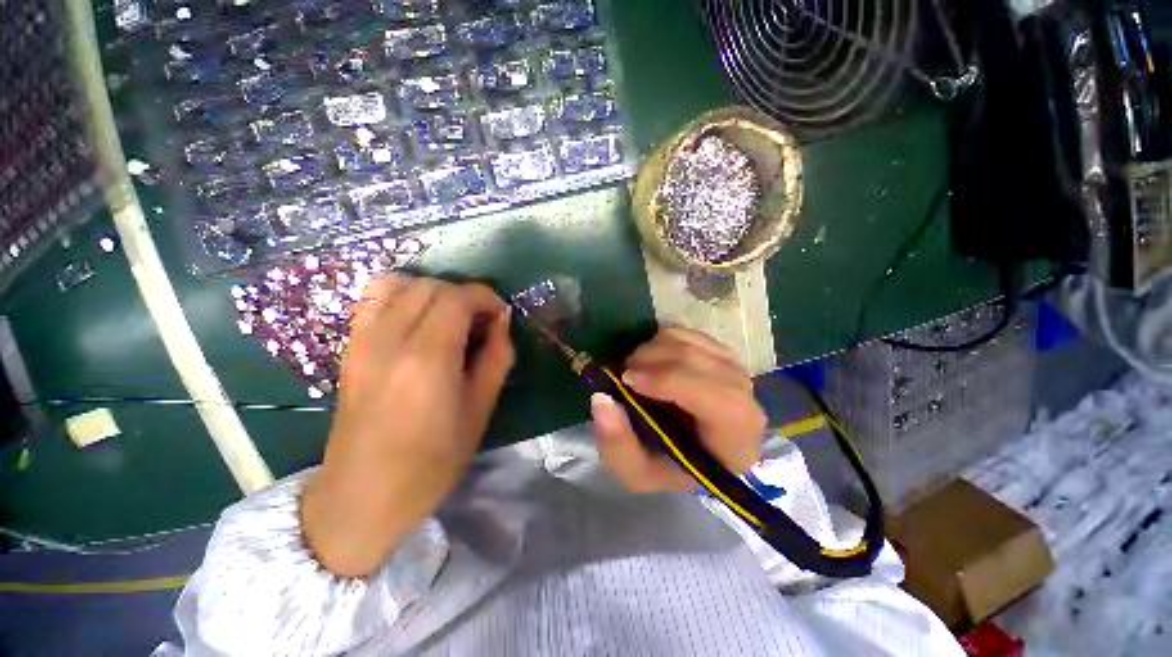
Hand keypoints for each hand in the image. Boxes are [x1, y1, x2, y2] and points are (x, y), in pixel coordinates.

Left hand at [301, 275, 513, 576]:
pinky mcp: (350, 348)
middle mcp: (390, 338)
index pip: (458, 297)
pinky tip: (416, 319)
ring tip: (449, 316)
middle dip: (463, 294)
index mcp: (428, 357)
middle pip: (430, 286)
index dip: (485, 297)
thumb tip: (502, 321)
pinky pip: (372, 300)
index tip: (501, 314)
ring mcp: (363, 341)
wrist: (363, 495)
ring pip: (398, 284)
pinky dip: (400, 295)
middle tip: (480, 321)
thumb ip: (497, 357)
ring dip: (431, 291)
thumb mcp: (480, 409)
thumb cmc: (432, 460)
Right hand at [590, 328, 766, 492]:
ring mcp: (736, 370)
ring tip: (636, 368)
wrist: (690, 448)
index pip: (722, 402)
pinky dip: (662, 339)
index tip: (628, 379)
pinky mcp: (721, 351)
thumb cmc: (668, 465)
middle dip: (655, 360)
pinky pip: (689, 333)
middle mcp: (748, 401)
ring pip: (693, 343)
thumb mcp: (636, 472)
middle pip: (704, 363)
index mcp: (736, 442)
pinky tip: (653, 359)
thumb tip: (601, 398)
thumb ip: (617, 444)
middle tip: (624, 372)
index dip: (672, 382)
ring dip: (654, 348)